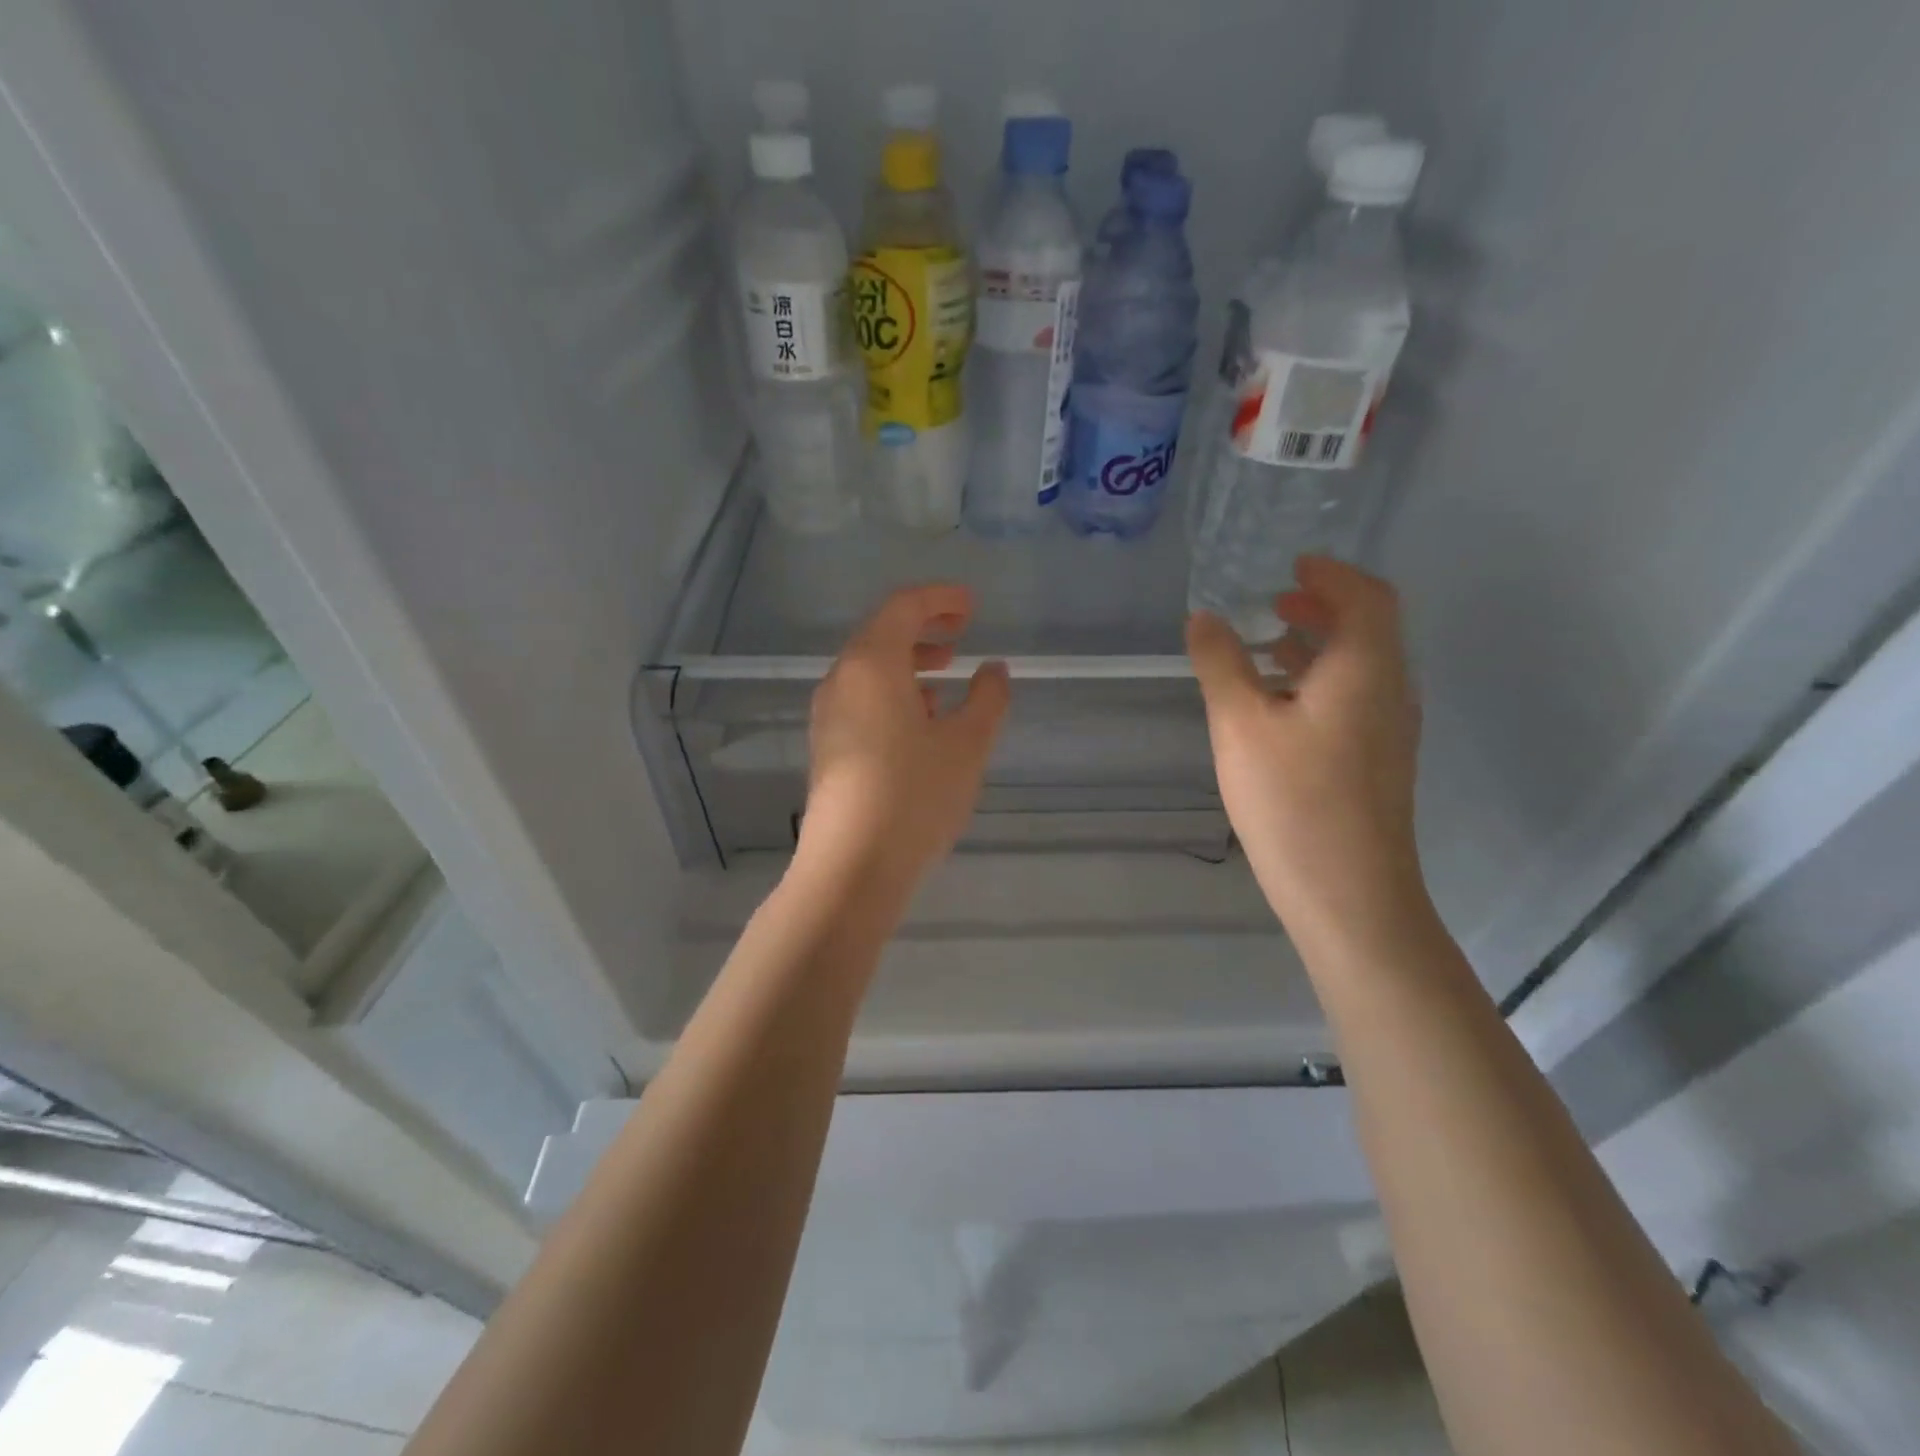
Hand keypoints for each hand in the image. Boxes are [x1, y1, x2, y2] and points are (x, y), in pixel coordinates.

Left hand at [798, 584, 1010, 898]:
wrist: (851, 867)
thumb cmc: (914, 795)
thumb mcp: (966, 744)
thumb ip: (988, 699)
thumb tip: (993, 670)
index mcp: (872, 664)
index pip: (903, 607)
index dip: (940, 599)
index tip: (972, 605)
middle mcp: (841, 681)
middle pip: (881, 635)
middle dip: (923, 628)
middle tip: (962, 633)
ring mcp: (828, 715)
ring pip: (869, 671)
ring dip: (908, 663)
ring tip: (946, 678)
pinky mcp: (827, 747)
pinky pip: (861, 700)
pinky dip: (893, 694)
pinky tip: (921, 723)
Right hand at [1186, 557, 1424, 951]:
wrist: (1349, 893)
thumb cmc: (1293, 800)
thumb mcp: (1240, 724)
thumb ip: (1220, 664)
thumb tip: (1204, 616)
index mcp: (1365, 668)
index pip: (1366, 596)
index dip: (1331, 573)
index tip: (1292, 564)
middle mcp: (1391, 690)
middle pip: (1370, 627)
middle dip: (1324, 605)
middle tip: (1276, 600)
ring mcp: (1390, 730)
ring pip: (1363, 665)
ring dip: (1321, 644)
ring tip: (1270, 647)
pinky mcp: (1378, 762)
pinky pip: (1357, 697)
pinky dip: (1322, 680)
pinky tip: (1281, 706)